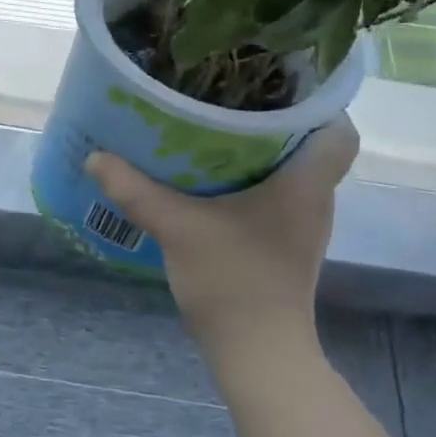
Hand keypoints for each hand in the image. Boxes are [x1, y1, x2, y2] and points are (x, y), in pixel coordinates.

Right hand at [84, 120, 358, 351]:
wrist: (257, 352)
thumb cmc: (233, 281)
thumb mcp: (176, 228)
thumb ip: (135, 190)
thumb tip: (95, 156)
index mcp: (305, 183)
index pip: (340, 129)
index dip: (316, 102)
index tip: (274, 85)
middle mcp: (314, 199)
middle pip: (310, 144)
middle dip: (273, 119)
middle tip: (227, 99)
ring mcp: (302, 225)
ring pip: (291, 171)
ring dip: (259, 151)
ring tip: (213, 131)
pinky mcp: (284, 244)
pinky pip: (275, 196)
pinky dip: (250, 182)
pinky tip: (210, 182)